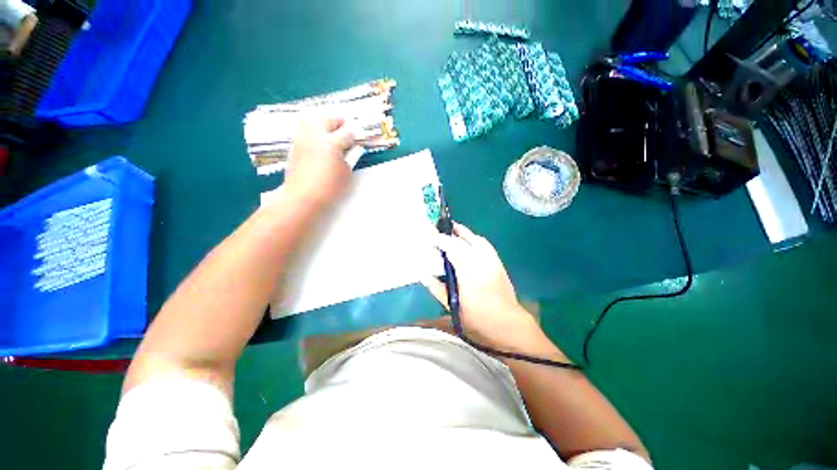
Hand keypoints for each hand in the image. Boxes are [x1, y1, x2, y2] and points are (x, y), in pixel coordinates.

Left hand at [284, 116, 354, 207]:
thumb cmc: (329, 187)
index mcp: (332, 143)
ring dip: (323, 122)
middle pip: (328, 119)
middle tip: (345, 126)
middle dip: (339, 121)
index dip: (356, 134)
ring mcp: (302, 139)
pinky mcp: (294, 146)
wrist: (302, 196)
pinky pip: (304, 130)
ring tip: (330, 129)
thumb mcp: (346, 174)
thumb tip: (349, 150)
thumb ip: (349, 159)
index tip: (360, 137)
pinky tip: (318, 141)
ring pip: (312, 120)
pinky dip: (313, 131)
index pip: (347, 133)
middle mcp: (315, 136)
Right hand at [423, 223, 539, 349]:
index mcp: (469, 274)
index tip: (429, 237)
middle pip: (465, 239)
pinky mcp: (499, 262)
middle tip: (438, 230)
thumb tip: (424, 274)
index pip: (452, 248)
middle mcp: (482, 262)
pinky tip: (467, 243)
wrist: (508, 325)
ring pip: (476, 239)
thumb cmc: (477, 319)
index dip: (440, 240)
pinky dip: (473, 240)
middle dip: (451, 233)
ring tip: (451, 232)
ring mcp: (493, 261)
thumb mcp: (452, 306)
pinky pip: (484, 244)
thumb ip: (436, 288)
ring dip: (463, 233)